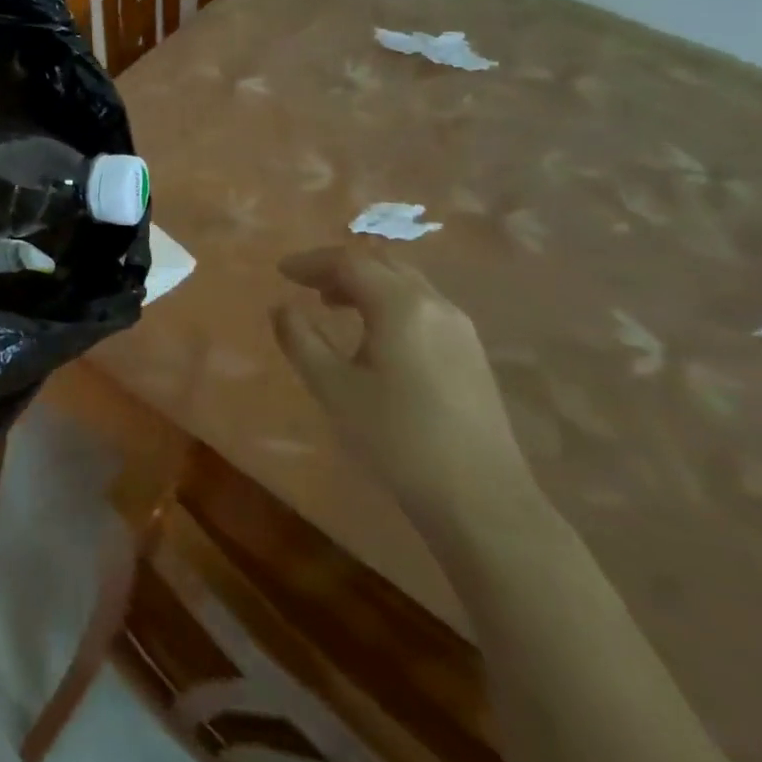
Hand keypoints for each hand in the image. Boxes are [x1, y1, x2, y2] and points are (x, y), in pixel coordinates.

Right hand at [271, 246, 539, 536]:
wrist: (480, 499)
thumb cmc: (396, 438)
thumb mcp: (333, 388)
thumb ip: (300, 339)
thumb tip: (281, 307)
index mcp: (401, 306)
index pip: (350, 262)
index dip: (311, 261)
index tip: (281, 272)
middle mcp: (435, 304)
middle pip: (382, 264)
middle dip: (339, 267)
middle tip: (304, 284)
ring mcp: (460, 328)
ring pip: (405, 283)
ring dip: (365, 284)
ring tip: (332, 305)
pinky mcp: (470, 353)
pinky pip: (422, 305)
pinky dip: (388, 302)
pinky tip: (373, 334)